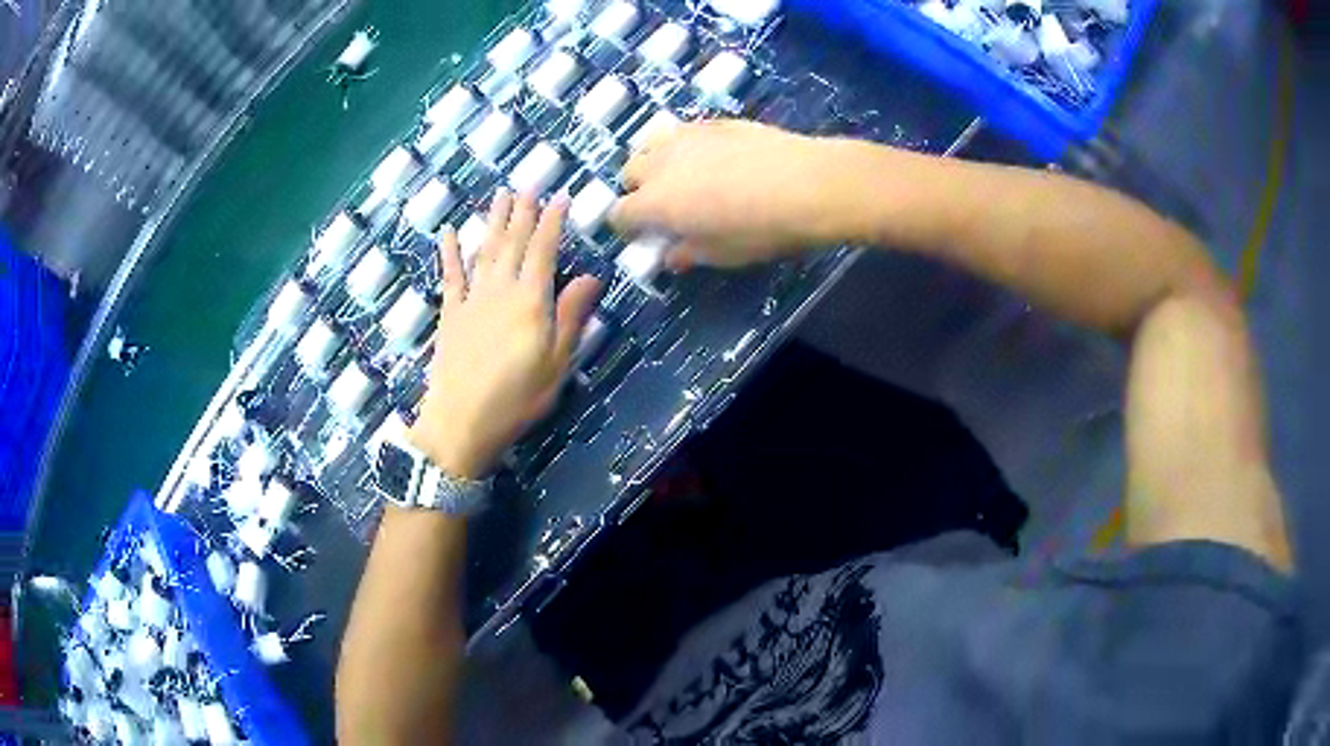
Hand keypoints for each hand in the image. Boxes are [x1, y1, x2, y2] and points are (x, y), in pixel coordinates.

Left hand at [408, 190, 600, 477]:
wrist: (460, 422)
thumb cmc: (517, 399)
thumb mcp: (556, 364)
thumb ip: (570, 317)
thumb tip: (591, 277)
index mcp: (530, 302)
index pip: (544, 251)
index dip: (552, 222)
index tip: (560, 198)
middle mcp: (500, 291)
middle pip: (513, 243)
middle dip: (522, 212)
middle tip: (528, 184)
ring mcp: (471, 300)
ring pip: (484, 251)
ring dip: (493, 221)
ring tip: (499, 195)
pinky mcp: (450, 313)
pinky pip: (450, 276)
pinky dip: (449, 252)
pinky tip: (449, 233)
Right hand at [613, 120, 859, 269]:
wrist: (808, 184)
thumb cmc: (762, 229)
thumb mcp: (723, 254)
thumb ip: (688, 253)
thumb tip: (671, 255)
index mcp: (656, 202)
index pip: (619, 213)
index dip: (627, 228)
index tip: (644, 237)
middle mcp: (661, 164)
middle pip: (629, 172)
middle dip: (638, 190)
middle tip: (665, 206)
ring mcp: (687, 136)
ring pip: (651, 144)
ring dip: (656, 161)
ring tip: (681, 175)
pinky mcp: (714, 122)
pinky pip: (684, 131)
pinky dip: (685, 146)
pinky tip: (713, 157)